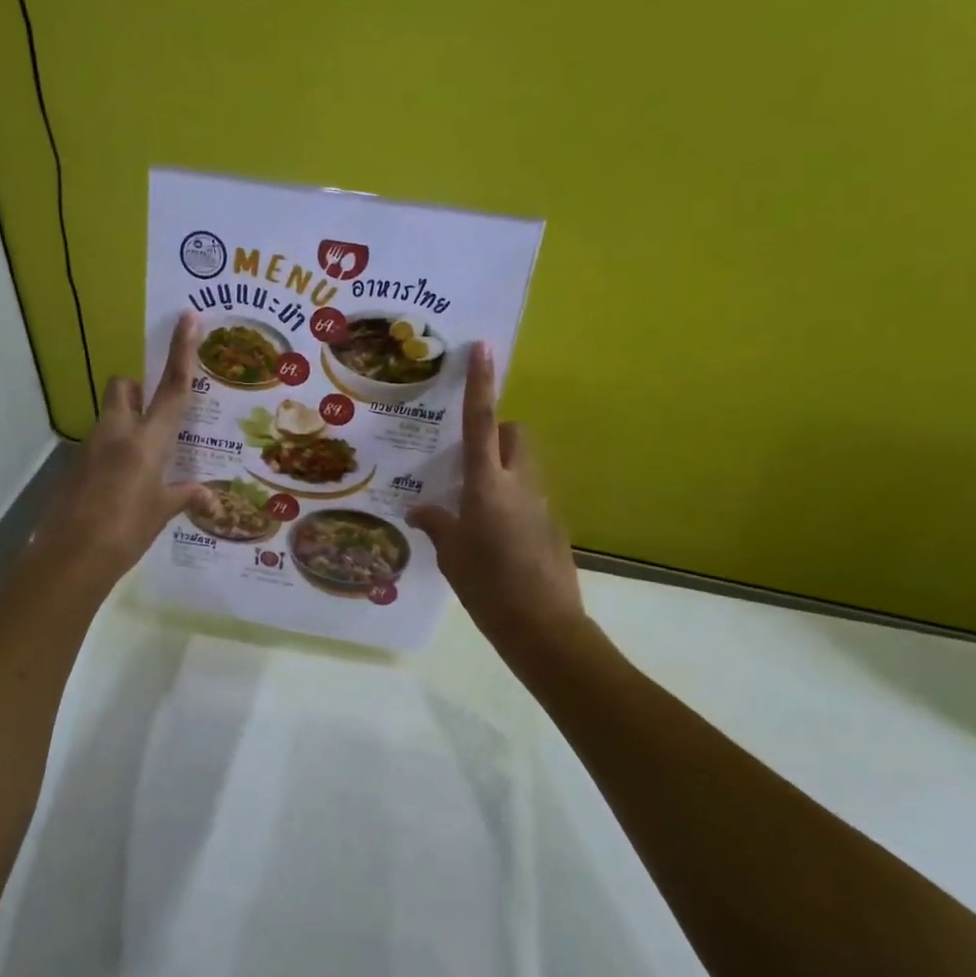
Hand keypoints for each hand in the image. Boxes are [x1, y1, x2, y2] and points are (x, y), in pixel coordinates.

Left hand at [29, 312, 212, 595]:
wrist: (70, 558)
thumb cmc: (126, 532)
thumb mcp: (160, 513)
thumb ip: (184, 497)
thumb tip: (211, 498)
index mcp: (148, 441)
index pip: (172, 388)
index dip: (182, 351)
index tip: (188, 318)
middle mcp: (118, 433)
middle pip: (123, 387)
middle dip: (137, 389)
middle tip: (154, 414)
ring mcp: (91, 446)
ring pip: (110, 415)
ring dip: (126, 423)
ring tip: (144, 462)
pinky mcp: (75, 464)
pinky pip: (99, 443)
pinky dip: (114, 451)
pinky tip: (123, 484)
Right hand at [408, 344, 586, 658]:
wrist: (544, 628)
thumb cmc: (488, 587)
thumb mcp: (452, 556)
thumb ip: (438, 525)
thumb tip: (422, 509)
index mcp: (488, 485)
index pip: (482, 422)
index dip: (481, 383)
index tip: (484, 348)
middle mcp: (520, 484)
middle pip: (516, 434)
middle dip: (498, 430)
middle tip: (469, 457)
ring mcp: (542, 504)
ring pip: (525, 465)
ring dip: (503, 466)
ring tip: (474, 502)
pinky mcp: (553, 525)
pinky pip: (529, 496)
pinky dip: (512, 499)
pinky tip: (494, 535)